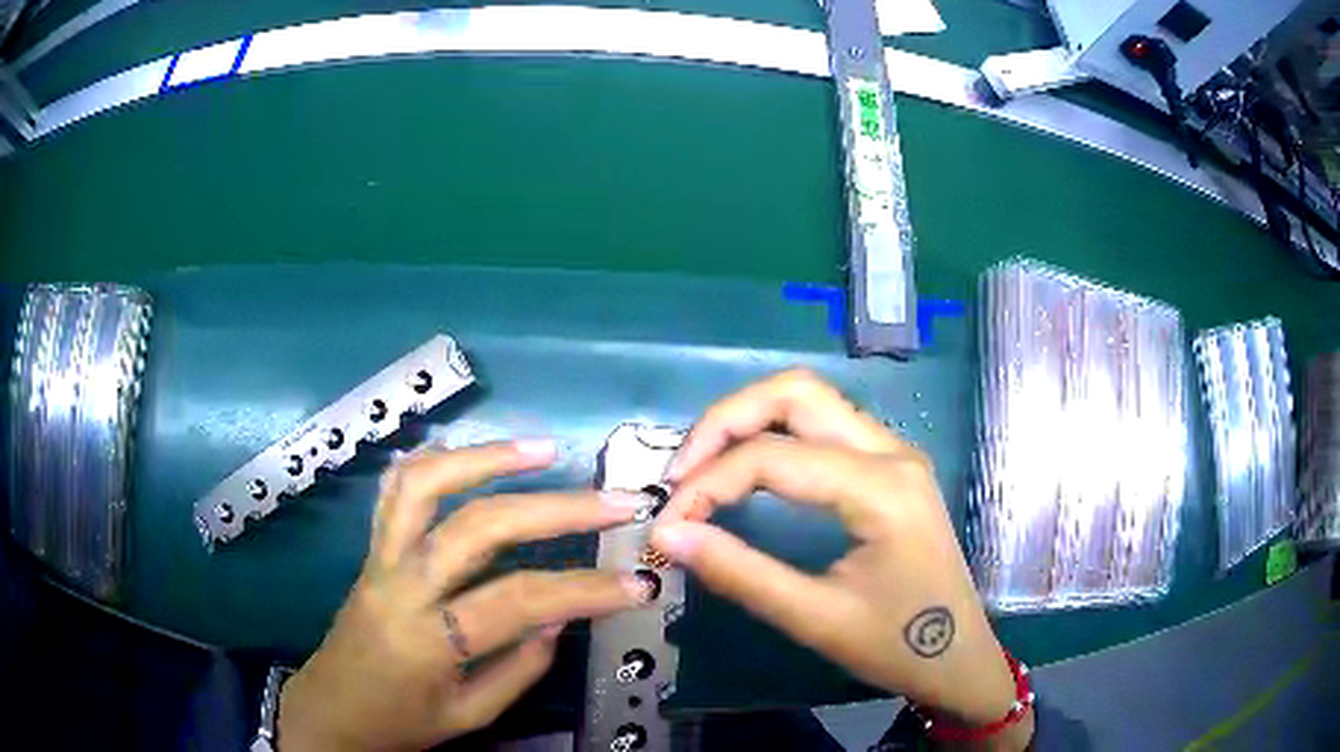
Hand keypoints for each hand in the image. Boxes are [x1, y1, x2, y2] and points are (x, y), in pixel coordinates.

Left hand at [279, 440, 650, 751]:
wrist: (329, 709)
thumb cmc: (399, 722)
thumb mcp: (468, 716)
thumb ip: (519, 669)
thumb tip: (558, 616)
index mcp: (428, 641)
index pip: (518, 601)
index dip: (584, 589)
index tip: (637, 582)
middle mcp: (401, 586)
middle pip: (479, 527)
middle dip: (556, 509)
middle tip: (615, 501)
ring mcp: (379, 558)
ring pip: (426, 485)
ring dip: (487, 458)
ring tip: (543, 450)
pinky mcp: (370, 549)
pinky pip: (395, 490)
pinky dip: (435, 461)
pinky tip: (473, 456)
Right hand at [652, 371, 1032, 749]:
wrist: (958, 659)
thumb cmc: (896, 645)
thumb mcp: (815, 618)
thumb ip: (739, 572)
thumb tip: (667, 533)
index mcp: (882, 488)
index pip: (774, 457)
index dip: (708, 483)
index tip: (668, 522)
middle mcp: (892, 451)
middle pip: (796, 393)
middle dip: (726, 420)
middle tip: (682, 471)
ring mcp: (895, 453)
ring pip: (811, 399)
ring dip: (750, 420)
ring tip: (704, 468)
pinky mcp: (890, 466)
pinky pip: (825, 424)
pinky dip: (776, 433)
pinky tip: (750, 469)